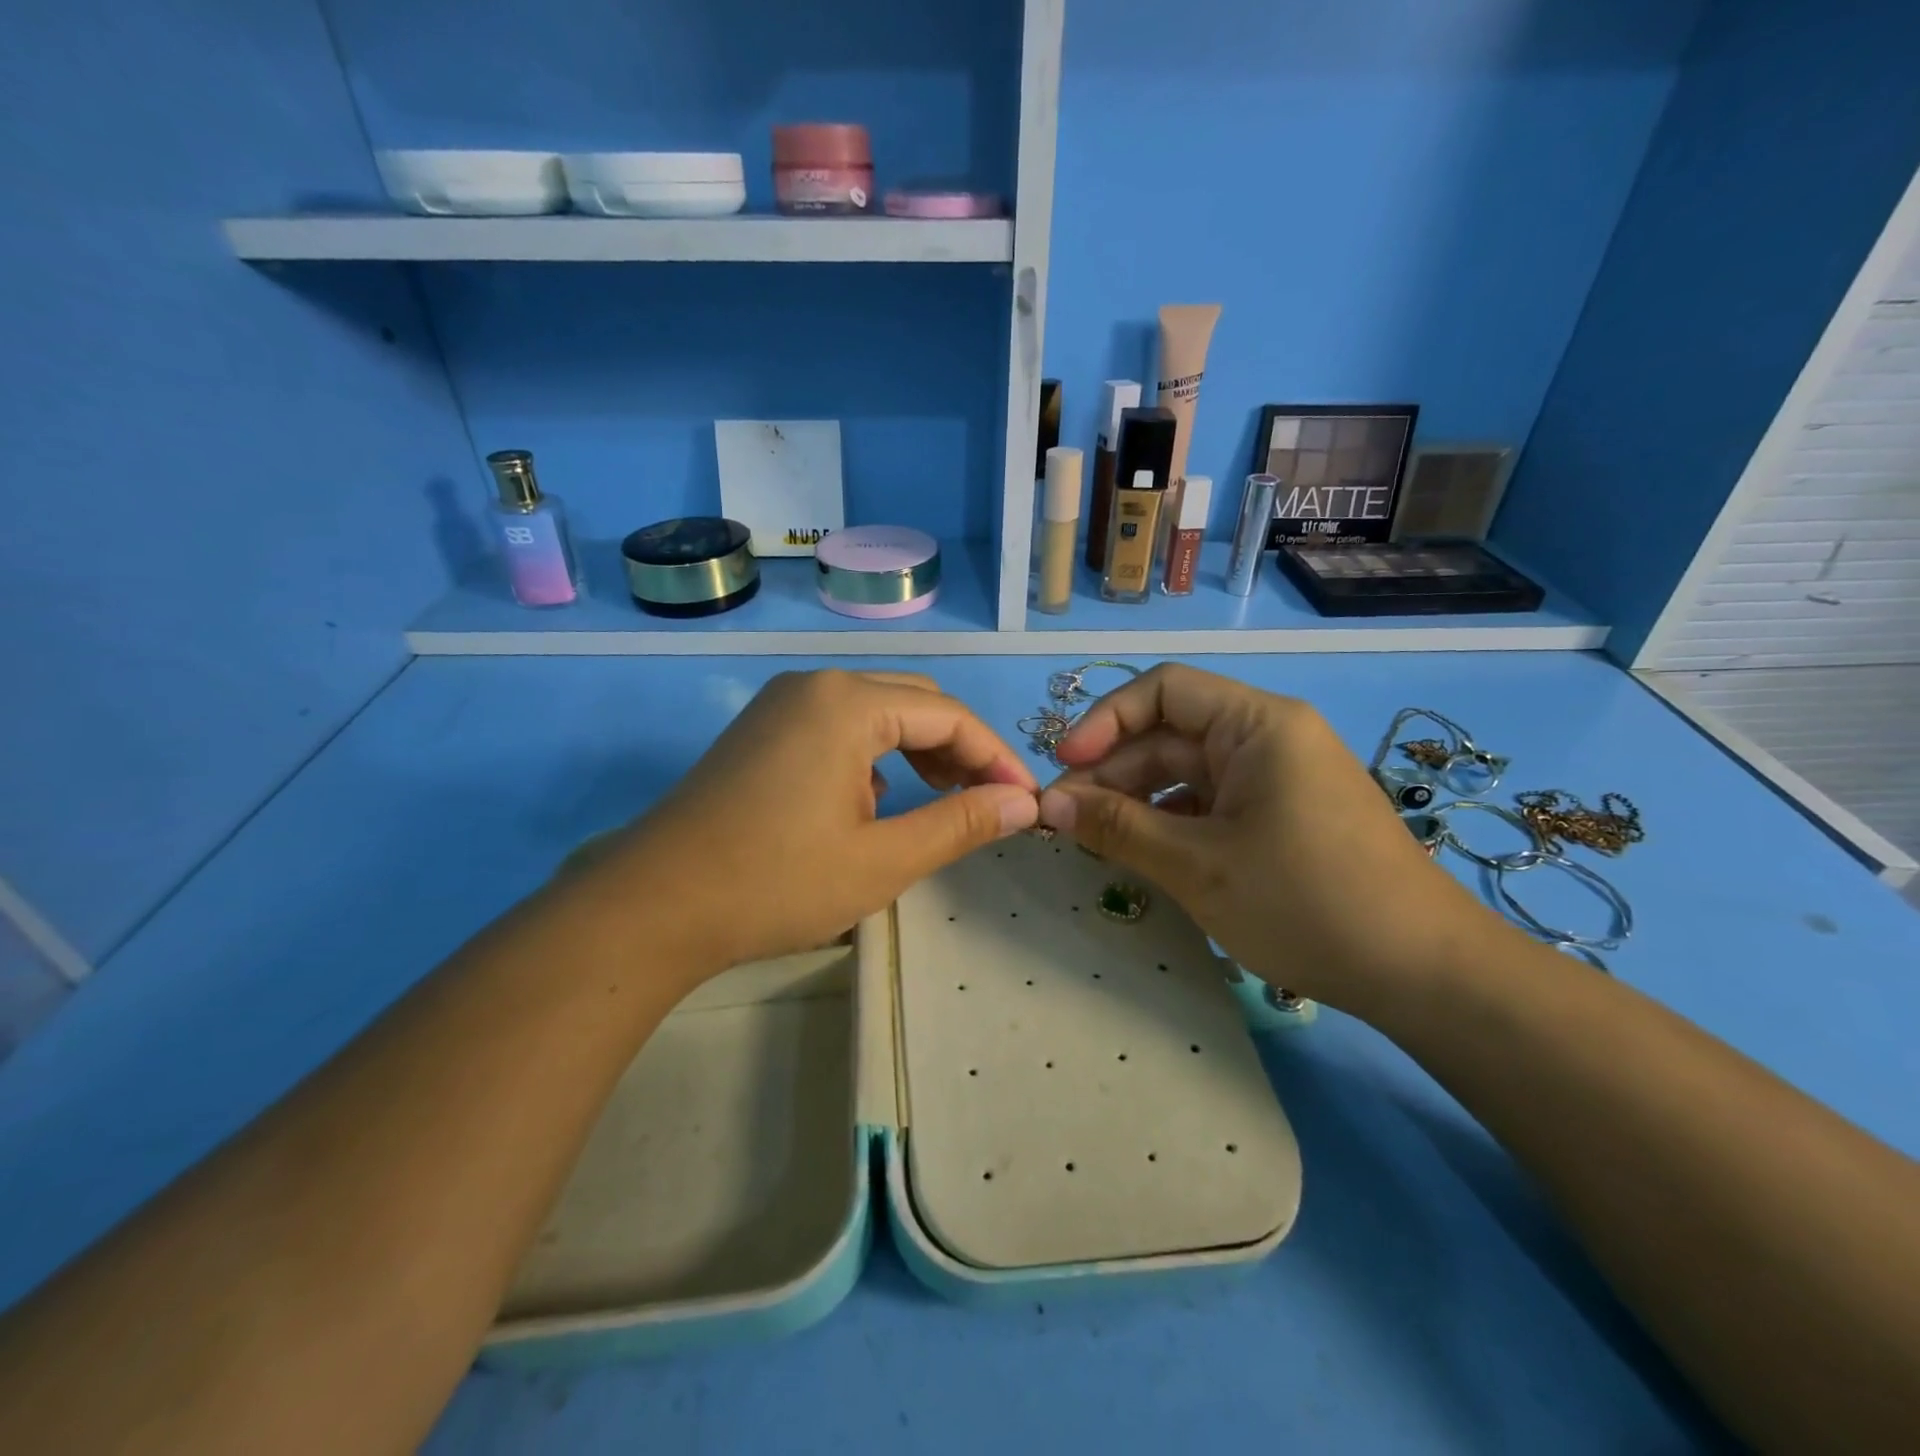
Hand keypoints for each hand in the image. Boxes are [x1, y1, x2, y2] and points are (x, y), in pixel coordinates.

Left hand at [568, 669, 1039, 974]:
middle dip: (960, 749)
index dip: (995, 757)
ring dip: (919, 749)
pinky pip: (839, 725)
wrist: (653, 905)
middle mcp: (816, 685)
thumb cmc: (775, 883)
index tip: (1026, 802)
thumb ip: (960, 824)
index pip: (949, 716)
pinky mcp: (762, 729)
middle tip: (987, 803)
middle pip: (914, 702)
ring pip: (877, 711)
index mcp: (848, 703)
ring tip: (941, 802)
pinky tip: (876, 801)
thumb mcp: (883, 860)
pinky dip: (876, 753)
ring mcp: (782, 704)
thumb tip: (1022, 803)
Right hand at [1036, 663, 1502, 1009]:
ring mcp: (1276, 778)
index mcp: (1258, 723)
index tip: (1064, 767)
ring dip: (1136, 801)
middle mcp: (1268, 737)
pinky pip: (1209, 803)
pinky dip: (1169, 822)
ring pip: (1185, 773)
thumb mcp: (1198, 866)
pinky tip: (1140, 853)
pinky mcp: (1279, 815)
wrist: (1424, 975)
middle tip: (1062, 820)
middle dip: (1112, 773)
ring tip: (1092, 840)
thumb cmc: (1308, 904)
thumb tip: (1045, 804)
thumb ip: (1116, 828)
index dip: (1104, 721)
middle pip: (1169, 735)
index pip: (1163, 690)